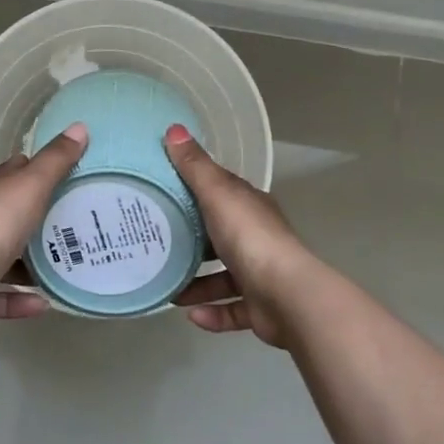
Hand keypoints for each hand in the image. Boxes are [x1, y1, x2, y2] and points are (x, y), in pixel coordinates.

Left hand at [0, 124, 88, 330]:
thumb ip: (56, 160)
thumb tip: (79, 127)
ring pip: (4, 257)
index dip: (36, 171)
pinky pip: (0, 296)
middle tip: (75, 224)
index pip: (13, 173)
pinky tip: (45, 302)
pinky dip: (20, 300)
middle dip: (37, 219)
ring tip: (64, 265)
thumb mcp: (31, 184)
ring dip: (29, 264)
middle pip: (10, 215)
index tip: (66, 176)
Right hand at [164, 124, 316, 346]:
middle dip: (191, 244)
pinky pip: (231, 311)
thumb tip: (173, 128)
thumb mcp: (217, 194)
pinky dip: (212, 313)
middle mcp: (257, 239)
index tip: (163, 196)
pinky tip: (189, 315)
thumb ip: (195, 166)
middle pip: (219, 238)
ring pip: (223, 278)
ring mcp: (261, 276)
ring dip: (196, 285)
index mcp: (249, 208)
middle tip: (156, 246)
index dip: (195, 193)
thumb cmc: (250, 238)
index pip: (221, 195)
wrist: (287, 296)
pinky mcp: (260, 309)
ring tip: (167, 288)